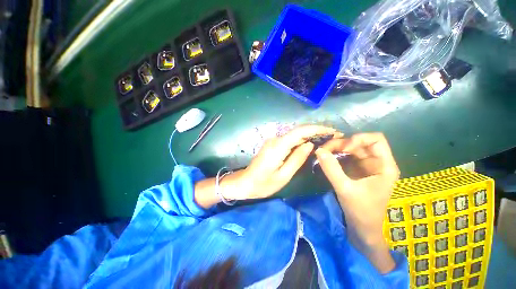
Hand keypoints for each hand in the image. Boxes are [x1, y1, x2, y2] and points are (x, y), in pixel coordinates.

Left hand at [226, 125, 338, 200]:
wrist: (245, 182)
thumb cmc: (263, 184)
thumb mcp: (283, 175)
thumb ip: (297, 159)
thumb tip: (310, 144)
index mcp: (278, 146)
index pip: (301, 131)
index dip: (318, 129)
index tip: (333, 131)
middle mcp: (276, 139)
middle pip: (299, 131)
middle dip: (316, 131)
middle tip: (333, 137)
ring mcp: (273, 141)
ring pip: (295, 134)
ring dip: (310, 135)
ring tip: (326, 140)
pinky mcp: (273, 144)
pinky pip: (290, 139)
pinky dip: (302, 140)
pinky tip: (310, 144)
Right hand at [315, 133, 398, 272]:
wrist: (363, 228)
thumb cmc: (361, 211)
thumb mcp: (345, 189)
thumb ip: (332, 169)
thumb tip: (319, 150)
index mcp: (384, 166)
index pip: (376, 140)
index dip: (359, 139)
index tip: (343, 148)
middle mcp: (376, 162)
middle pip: (359, 143)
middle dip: (341, 144)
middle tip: (324, 149)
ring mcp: (365, 166)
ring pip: (351, 149)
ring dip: (336, 149)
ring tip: (323, 153)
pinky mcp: (356, 170)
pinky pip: (346, 157)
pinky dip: (335, 155)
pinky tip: (326, 158)